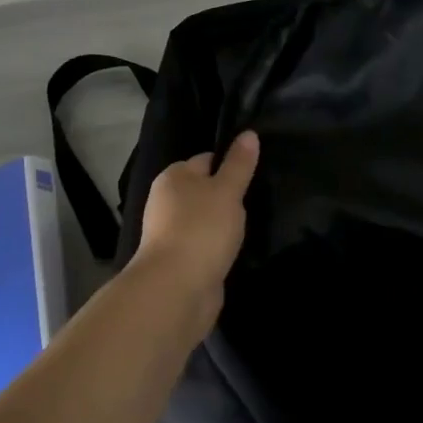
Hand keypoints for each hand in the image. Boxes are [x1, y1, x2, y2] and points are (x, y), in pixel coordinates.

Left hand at [132, 131, 259, 324]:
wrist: (176, 289)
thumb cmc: (202, 229)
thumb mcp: (227, 190)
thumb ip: (239, 164)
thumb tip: (248, 133)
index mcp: (173, 177)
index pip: (206, 160)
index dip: (231, 166)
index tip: (254, 176)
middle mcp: (166, 202)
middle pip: (205, 191)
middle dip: (228, 198)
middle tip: (256, 203)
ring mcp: (171, 233)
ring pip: (205, 219)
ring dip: (224, 225)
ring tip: (250, 229)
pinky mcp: (179, 261)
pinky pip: (204, 244)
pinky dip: (218, 247)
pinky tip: (234, 252)